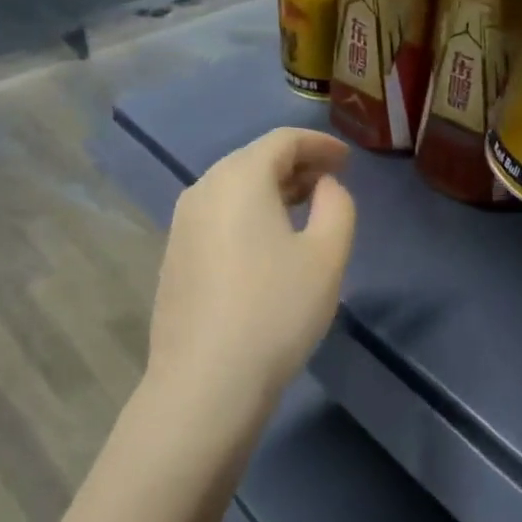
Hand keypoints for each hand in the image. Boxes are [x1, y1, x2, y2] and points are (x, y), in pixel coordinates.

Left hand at [147, 128, 356, 409]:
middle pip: (253, 161)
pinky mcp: (174, 257)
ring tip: (303, 209)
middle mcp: (202, 190)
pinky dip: (247, 215)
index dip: (319, 143)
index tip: (347, 159)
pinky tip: (266, 244)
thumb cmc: (275, 311)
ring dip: (271, 191)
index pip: (282, 141)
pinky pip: (217, 217)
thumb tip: (324, 185)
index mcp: (239, 179)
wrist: (206, 381)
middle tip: (330, 182)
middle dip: (296, 166)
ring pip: (232, 190)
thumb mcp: (327, 255)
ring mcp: (181, 225)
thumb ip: (337, 205)